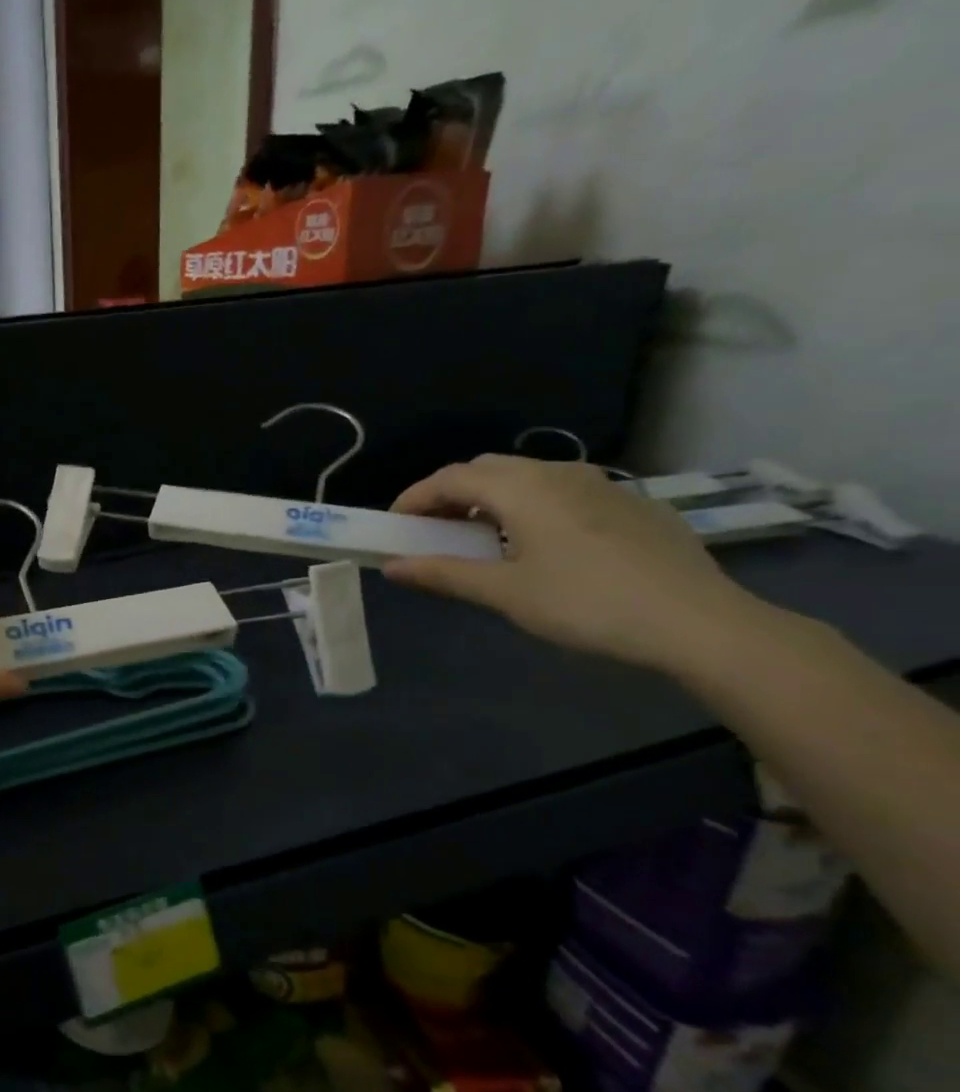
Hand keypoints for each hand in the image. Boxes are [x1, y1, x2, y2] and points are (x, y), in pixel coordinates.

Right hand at [383, 455, 769, 672]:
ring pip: (529, 477)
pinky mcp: (632, 504)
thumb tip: (391, 567)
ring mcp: (602, 485)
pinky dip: (532, 506)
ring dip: (492, 498)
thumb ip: (444, 574)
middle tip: (433, 530)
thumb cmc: (586, 604)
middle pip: (488, 469)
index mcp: (523, 488)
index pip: (451, 478)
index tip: (393, 525)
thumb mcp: (505, 593)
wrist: (699, 622)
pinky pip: (564, 491)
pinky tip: (541, 544)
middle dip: (451, 494)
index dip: (414, 498)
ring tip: (482, 537)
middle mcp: (559, 473)